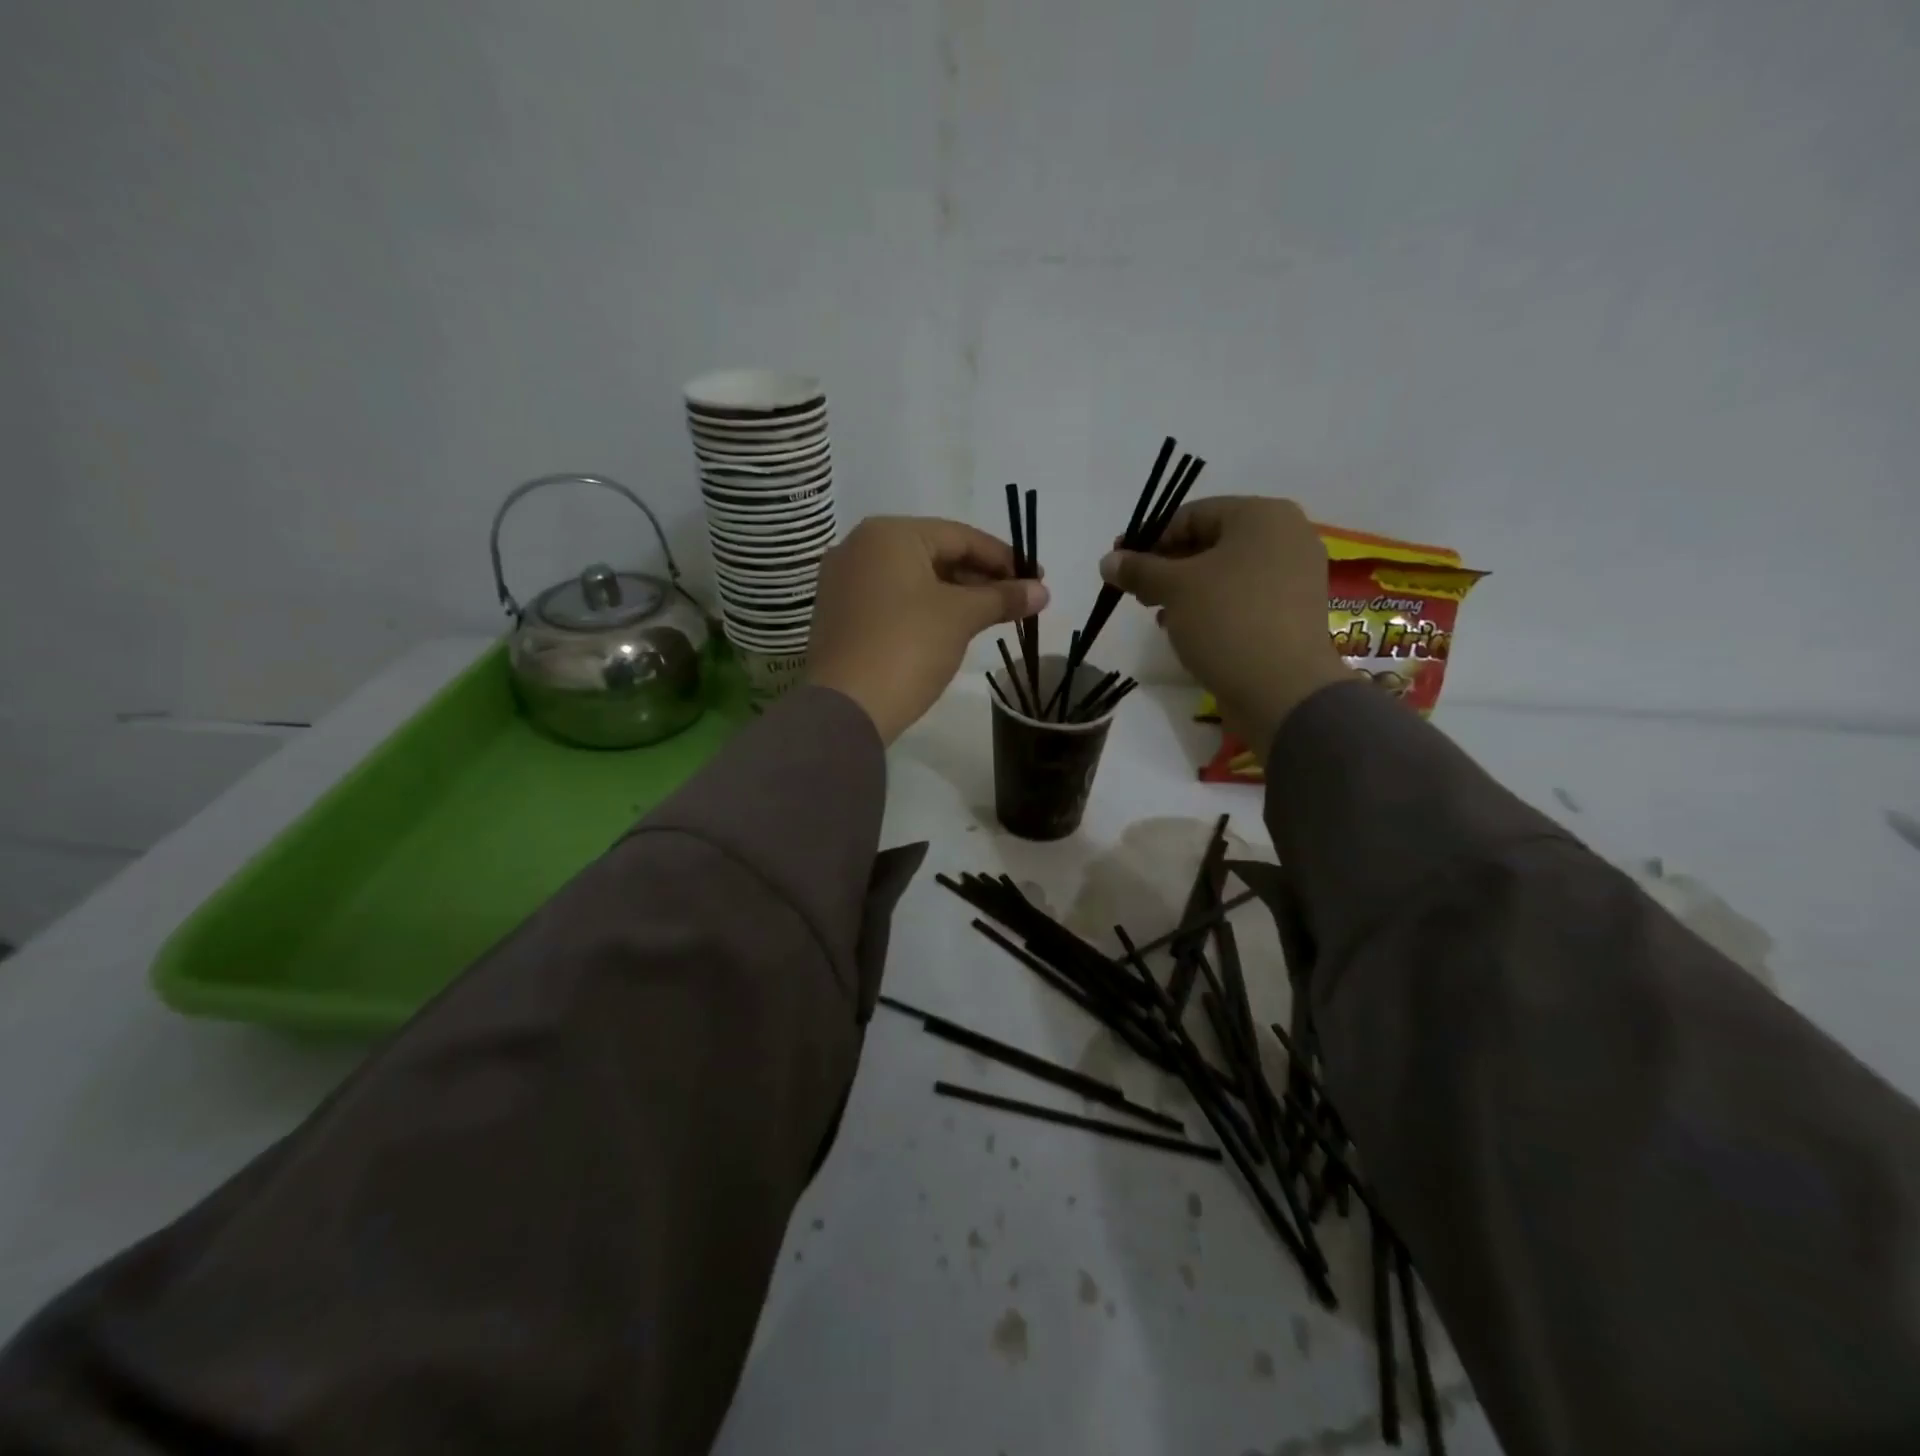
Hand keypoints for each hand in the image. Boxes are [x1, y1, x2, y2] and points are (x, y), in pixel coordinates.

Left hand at [807, 516, 1047, 744]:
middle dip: (980, 577)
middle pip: (935, 554)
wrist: (847, 707)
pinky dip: (925, 609)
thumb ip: (1003, 597)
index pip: (960, 536)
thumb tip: (1042, 591)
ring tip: (992, 616)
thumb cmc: (907, 646)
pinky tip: (952, 629)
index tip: (1037, 579)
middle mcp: (860, 547)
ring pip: (914, 579)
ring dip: (956, 595)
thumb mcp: (961, 617)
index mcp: (889, 533)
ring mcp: (844, 582)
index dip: (1004, 558)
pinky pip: (892, 600)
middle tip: (1018, 600)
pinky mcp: (840, 615)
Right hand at [1099, 497, 1346, 754]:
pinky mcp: (1292, 612)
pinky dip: (1212, 607)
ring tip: (1158, 614)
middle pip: (1211, 542)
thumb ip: (1138, 569)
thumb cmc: (1227, 620)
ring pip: (1226, 573)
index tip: (1120, 564)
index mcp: (1261, 515)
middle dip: (1167, 566)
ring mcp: (1294, 576)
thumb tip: (1108, 560)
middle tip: (1136, 591)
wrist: (1283, 689)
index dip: (1150, 539)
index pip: (1192, 515)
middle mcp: (1286, 536)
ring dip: (1186, 590)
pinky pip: (1243, 598)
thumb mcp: (1173, 588)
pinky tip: (1186, 630)